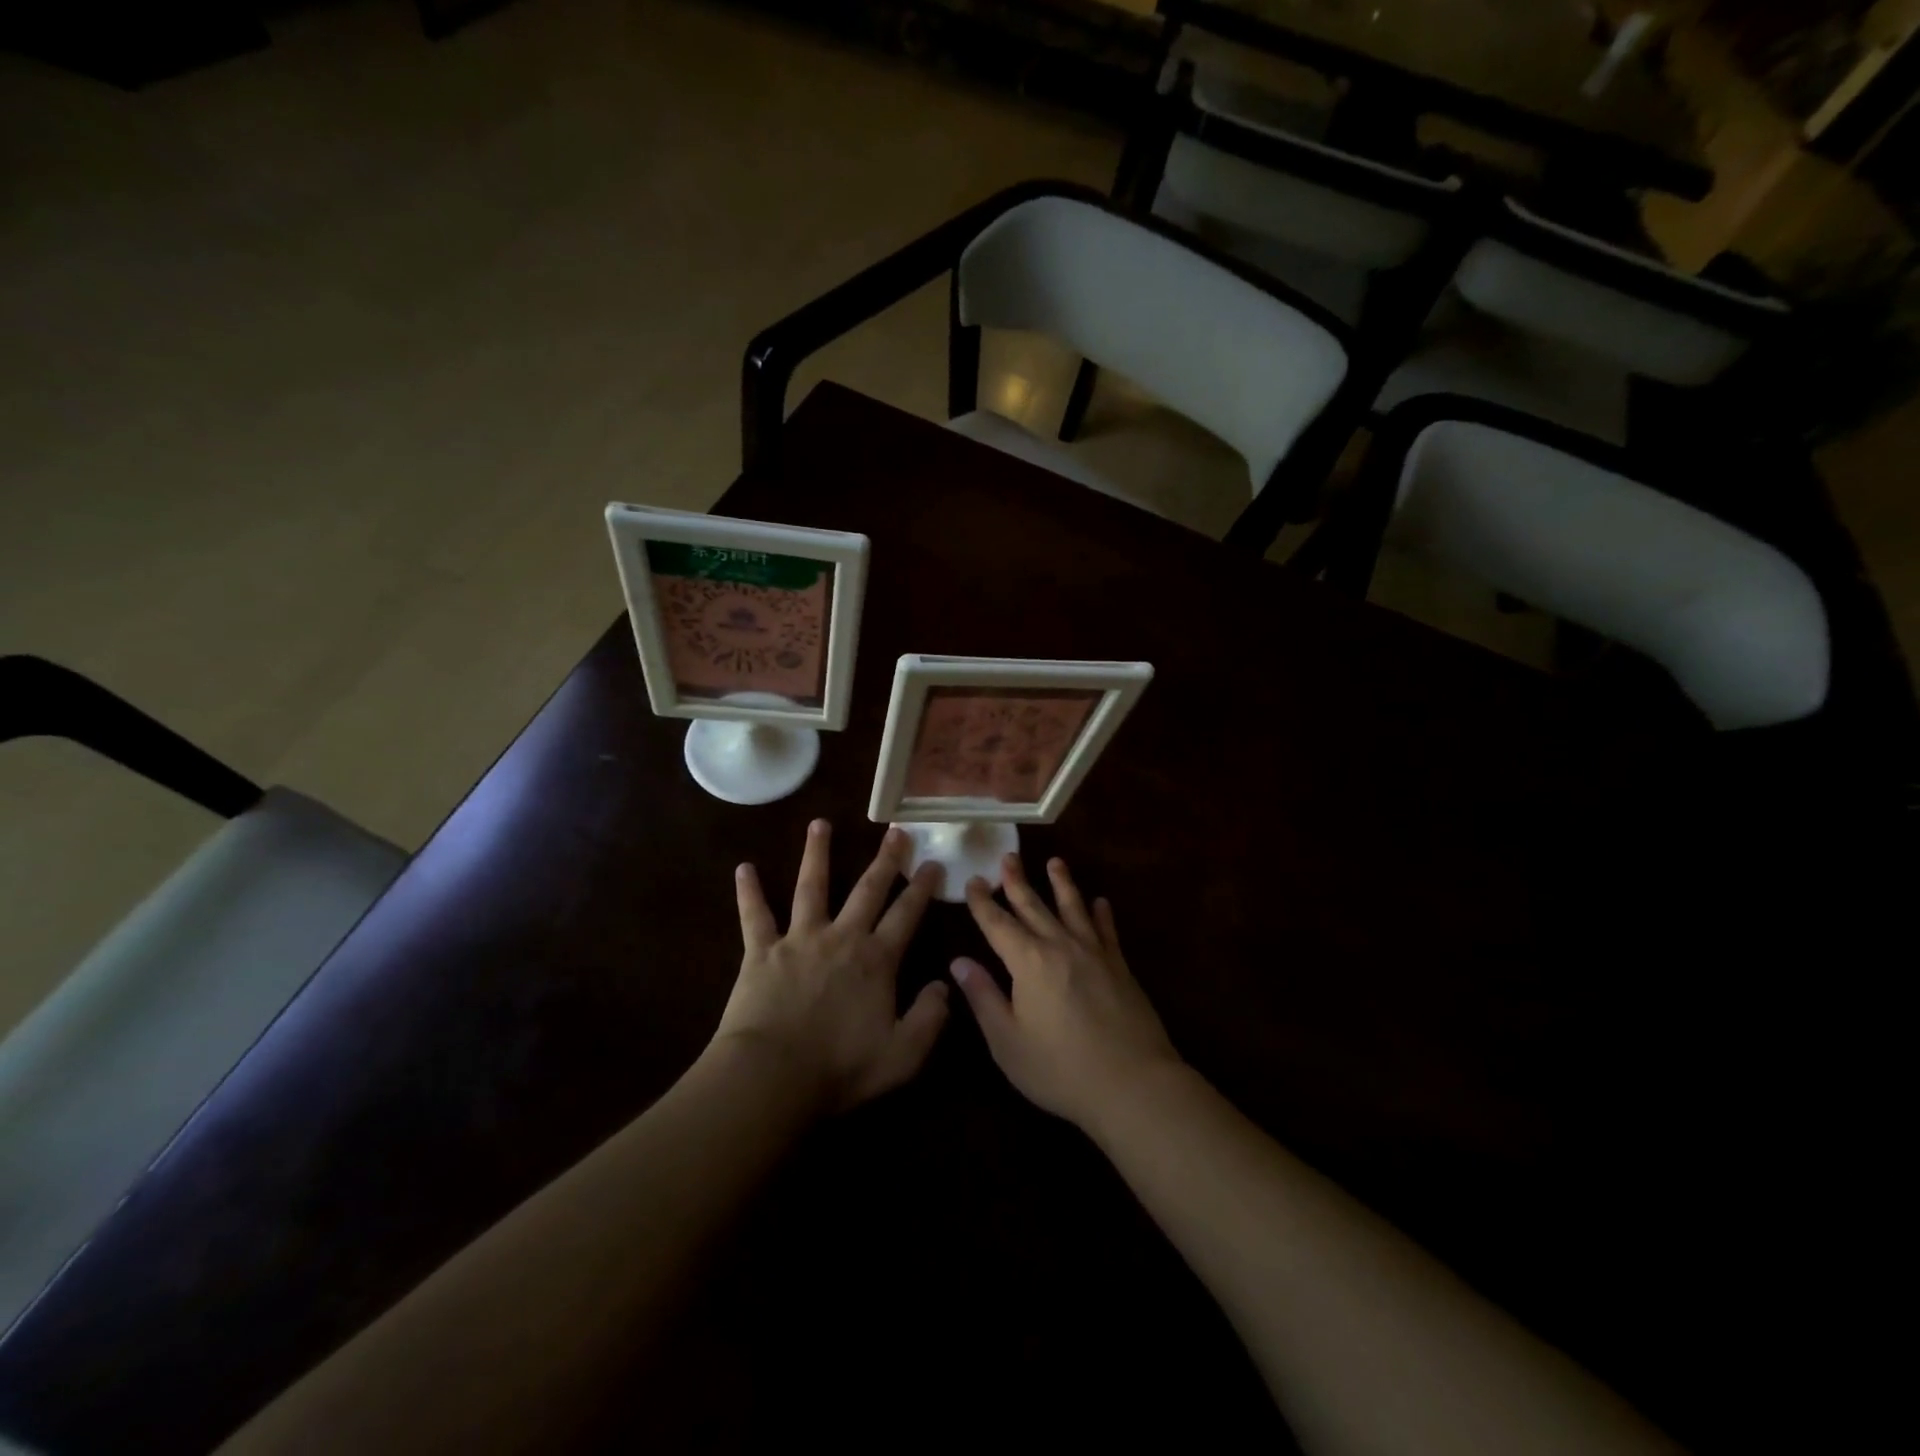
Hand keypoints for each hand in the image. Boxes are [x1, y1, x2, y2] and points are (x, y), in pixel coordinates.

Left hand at [712, 820, 947, 1115]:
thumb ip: (930, 1018)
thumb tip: (944, 985)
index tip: (933, 862)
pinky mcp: (761, 951)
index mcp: (876, 960)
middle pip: (868, 889)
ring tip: (820, 823)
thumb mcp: (903, 1054)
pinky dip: (749, 892)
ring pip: (812, 886)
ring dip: (817, 853)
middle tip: (895, 830)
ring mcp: (799, 939)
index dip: (923, 888)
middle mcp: (841, 937)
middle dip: (885, 859)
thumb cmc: (840, 1068)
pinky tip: (744, 868)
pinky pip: (754, 915)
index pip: (907, 915)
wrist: (772, 1076)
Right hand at [951, 854, 1180, 1131]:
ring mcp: (1094, 953)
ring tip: (1055, 862)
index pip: (997, 924)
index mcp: (1028, 962)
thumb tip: (958, 961)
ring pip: (1073, 907)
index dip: (983, 902)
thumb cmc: (1060, 1069)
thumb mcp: (1008, 1041)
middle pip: (1034, 906)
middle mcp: (1060, 946)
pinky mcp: (1120, 966)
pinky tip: (1101, 902)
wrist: (1133, 1084)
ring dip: (1062, 883)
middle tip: (1008, 857)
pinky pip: (1107, 930)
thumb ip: (983, 997)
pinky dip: (1101, 913)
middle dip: (1017, 881)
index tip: (974, 881)